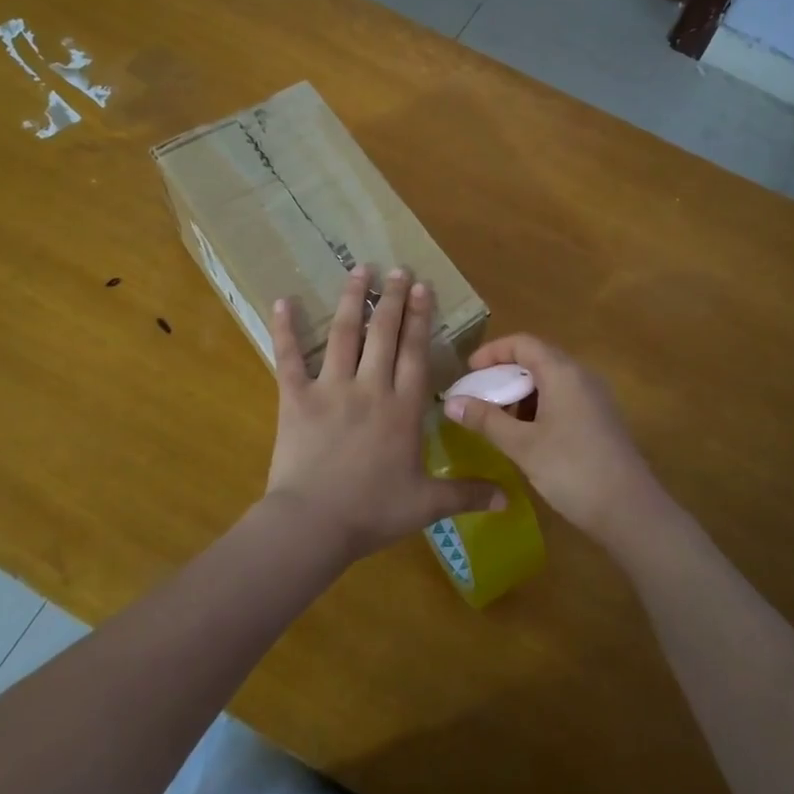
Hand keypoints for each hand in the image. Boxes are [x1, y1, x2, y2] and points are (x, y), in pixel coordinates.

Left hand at [265, 266, 501, 562]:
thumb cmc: (373, 512)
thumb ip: (468, 494)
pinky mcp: (296, 398)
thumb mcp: (427, 505)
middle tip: (396, 269)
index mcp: (404, 408)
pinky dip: (285, 330)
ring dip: (352, 300)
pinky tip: (283, 301)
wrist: (313, 524)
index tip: (422, 287)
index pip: (416, 353)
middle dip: (392, 299)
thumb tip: (510, 499)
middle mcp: (371, 388)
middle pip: (384, 334)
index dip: (420, 318)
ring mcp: (331, 389)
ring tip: (358, 270)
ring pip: (344, 335)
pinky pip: (289, 358)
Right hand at [444, 335, 674, 555]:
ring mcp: (595, 398)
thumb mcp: (522, 445)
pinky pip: (563, 399)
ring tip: (497, 421)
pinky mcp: (601, 420)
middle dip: (504, 375)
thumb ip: (485, 419)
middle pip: (537, 360)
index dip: (492, 352)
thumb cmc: (572, 470)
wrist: (630, 510)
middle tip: (478, 399)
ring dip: (521, 394)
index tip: (468, 372)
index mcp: (563, 372)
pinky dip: (539, 408)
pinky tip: (525, 437)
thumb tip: (450, 402)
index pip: (523, 343)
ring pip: (550, 382)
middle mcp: (582, 376)